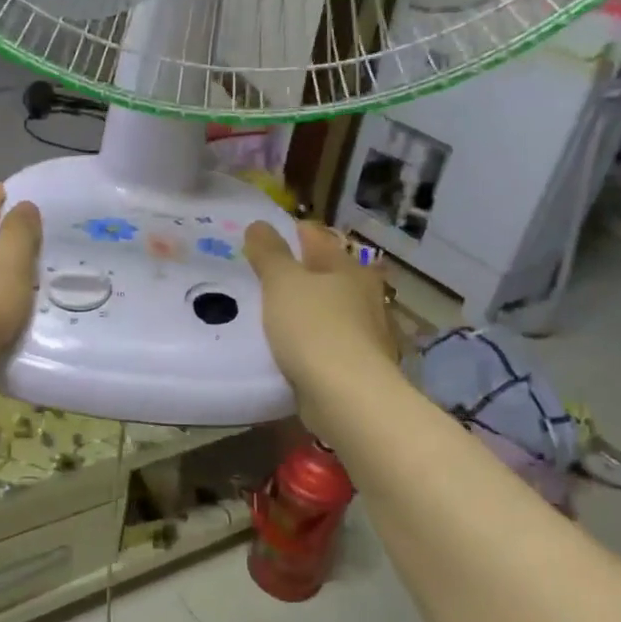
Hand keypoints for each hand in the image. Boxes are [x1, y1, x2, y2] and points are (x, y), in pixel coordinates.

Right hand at [244, 221, 399, 431]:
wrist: (346, 397)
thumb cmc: (314, 328)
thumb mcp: (283, 283)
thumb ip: (269, 253)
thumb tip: (259, 224)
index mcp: (348, 269)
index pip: (316, 238)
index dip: (290, 233)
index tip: (261, 238)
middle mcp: (363, 296)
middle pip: (323, 276)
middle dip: (295, 274)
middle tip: (257, 276)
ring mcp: (363, 334)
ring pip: (324, 311)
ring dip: (301, 311)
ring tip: (265, 314)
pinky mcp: (355, 367)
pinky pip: (323, 345)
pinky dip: (305, 342)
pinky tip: (284, 349)